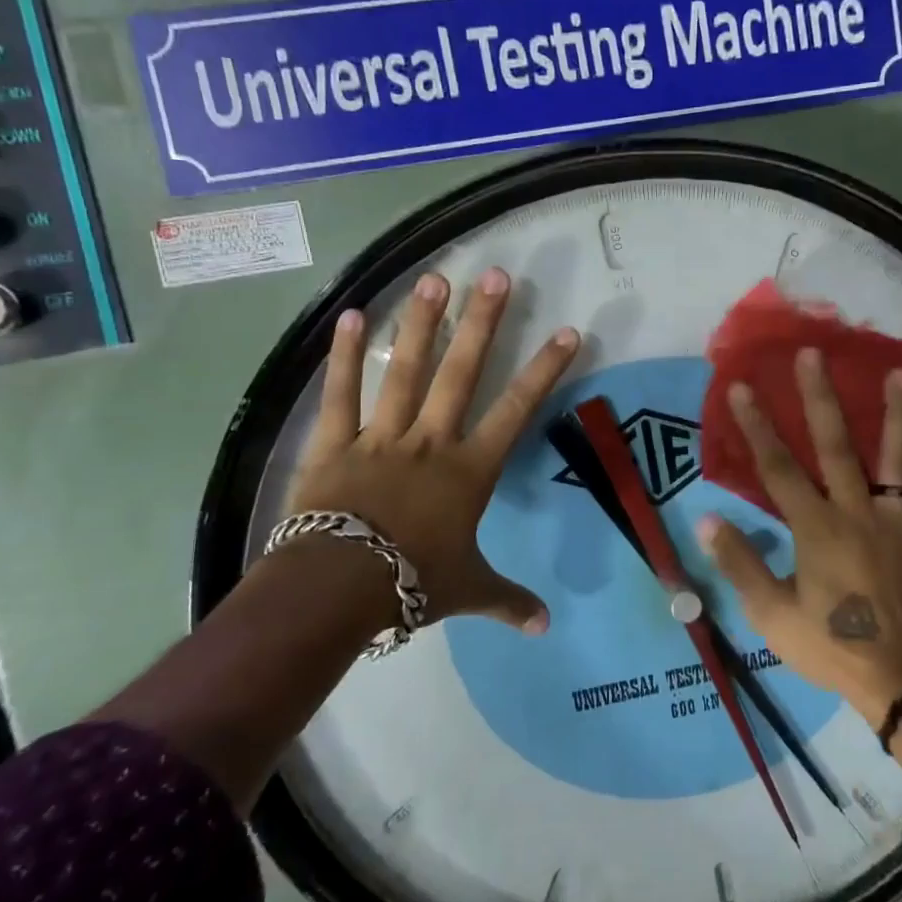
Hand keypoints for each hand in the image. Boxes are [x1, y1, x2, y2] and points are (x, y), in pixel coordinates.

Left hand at [284, 267, 579, 634]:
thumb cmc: (411, 584)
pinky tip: (353, 314)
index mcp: (469, 470)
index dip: (544, 370)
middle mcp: (431, 441)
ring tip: (435, 278)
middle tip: (497, 274)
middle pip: (463, 372)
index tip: (567, 331)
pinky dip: (345, 355)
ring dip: (422, 323)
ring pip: (407, 371)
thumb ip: (508, 601)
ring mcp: (381, 436)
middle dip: (483, 322)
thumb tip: (545, 627)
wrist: (337, 588)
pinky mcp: (335, 442)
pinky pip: (341, 393)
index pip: (517, 411)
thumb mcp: (468, 591)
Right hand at [697, 349, 901, 727]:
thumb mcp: (771, 615)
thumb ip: (741, 563)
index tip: (741, 388)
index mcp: (816, 529)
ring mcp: (900, 525)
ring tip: (899, 373)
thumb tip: (706, 519)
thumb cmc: (831, 647)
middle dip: (821, 398)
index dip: (757, 427)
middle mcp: (858, 514)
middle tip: (814, 354)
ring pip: (899, 463)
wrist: (900, 681)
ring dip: (899, 416)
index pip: (778, 469)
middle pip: (837, 447)